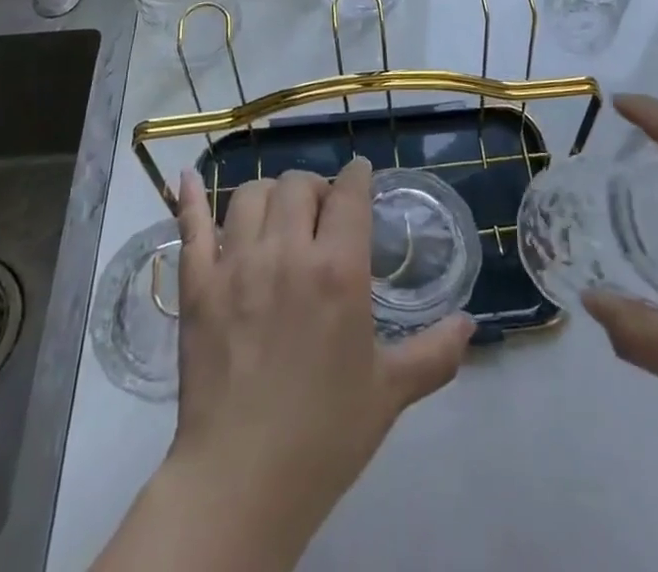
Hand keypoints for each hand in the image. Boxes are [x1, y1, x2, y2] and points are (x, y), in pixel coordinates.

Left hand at [161, 159, 473, 564]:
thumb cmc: (324, 435)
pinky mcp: (197, 285)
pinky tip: (186, 180)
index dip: (357, 176)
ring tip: (277, 214)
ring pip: (251, 194)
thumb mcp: (389, 392)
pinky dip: (190, 199)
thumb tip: (471, 324)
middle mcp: (287, 252)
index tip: (361, 175)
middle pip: (298, 185)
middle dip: (315, 188)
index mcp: (338, 270)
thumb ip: (434, 353)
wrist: (241, 482)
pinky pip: (192, 226)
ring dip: (269, 195)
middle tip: (322, 211)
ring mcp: (236, 264)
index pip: (350, 193)